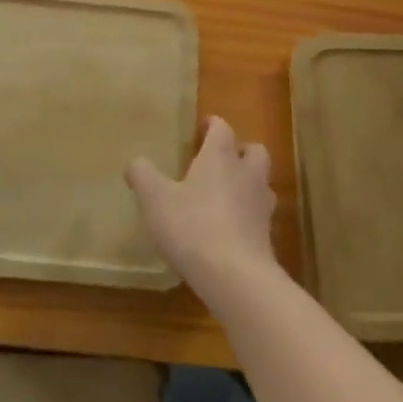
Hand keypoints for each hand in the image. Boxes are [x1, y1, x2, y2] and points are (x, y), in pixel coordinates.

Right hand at [126, 116, 276, 295]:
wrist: (235, 277)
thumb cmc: (192, 226)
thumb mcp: (155, 199)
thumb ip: (142, 175)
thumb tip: (135, 163)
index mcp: (220, 156)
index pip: (222, 128)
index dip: (212, 124)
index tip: (202, 127)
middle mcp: (246, 174)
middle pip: (254, 150)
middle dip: (240, 150)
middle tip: (220, 160)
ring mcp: (261, 206)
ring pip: (261, 182)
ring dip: (247, 182)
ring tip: (226, 194)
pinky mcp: (267, 236)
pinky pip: (259, 215)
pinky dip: (248, 215)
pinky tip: (230, 228)